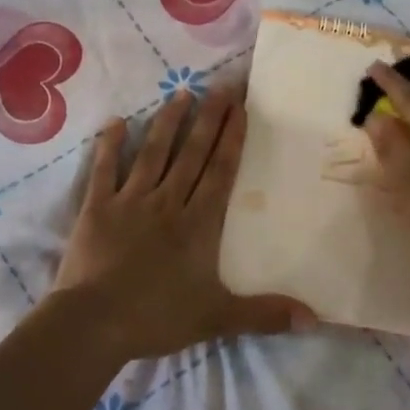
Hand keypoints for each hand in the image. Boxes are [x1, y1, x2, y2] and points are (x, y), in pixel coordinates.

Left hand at [53, 87, 311, 360]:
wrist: (94, 323)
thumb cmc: (157, 318)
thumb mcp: (217, 319)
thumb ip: (265, 315)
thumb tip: (315, 319)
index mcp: (198, 224)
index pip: (220, 171)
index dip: (231, 138)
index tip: (240, 107)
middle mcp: (167, 202)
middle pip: (192, 153)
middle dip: (208, 118)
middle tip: (220, 85)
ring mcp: (130, 202)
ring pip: (153, 153)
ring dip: (168, 122)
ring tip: (181, 93)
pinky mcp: (97, 208)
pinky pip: (104, 169)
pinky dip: (110, 145)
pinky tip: (118, 122)